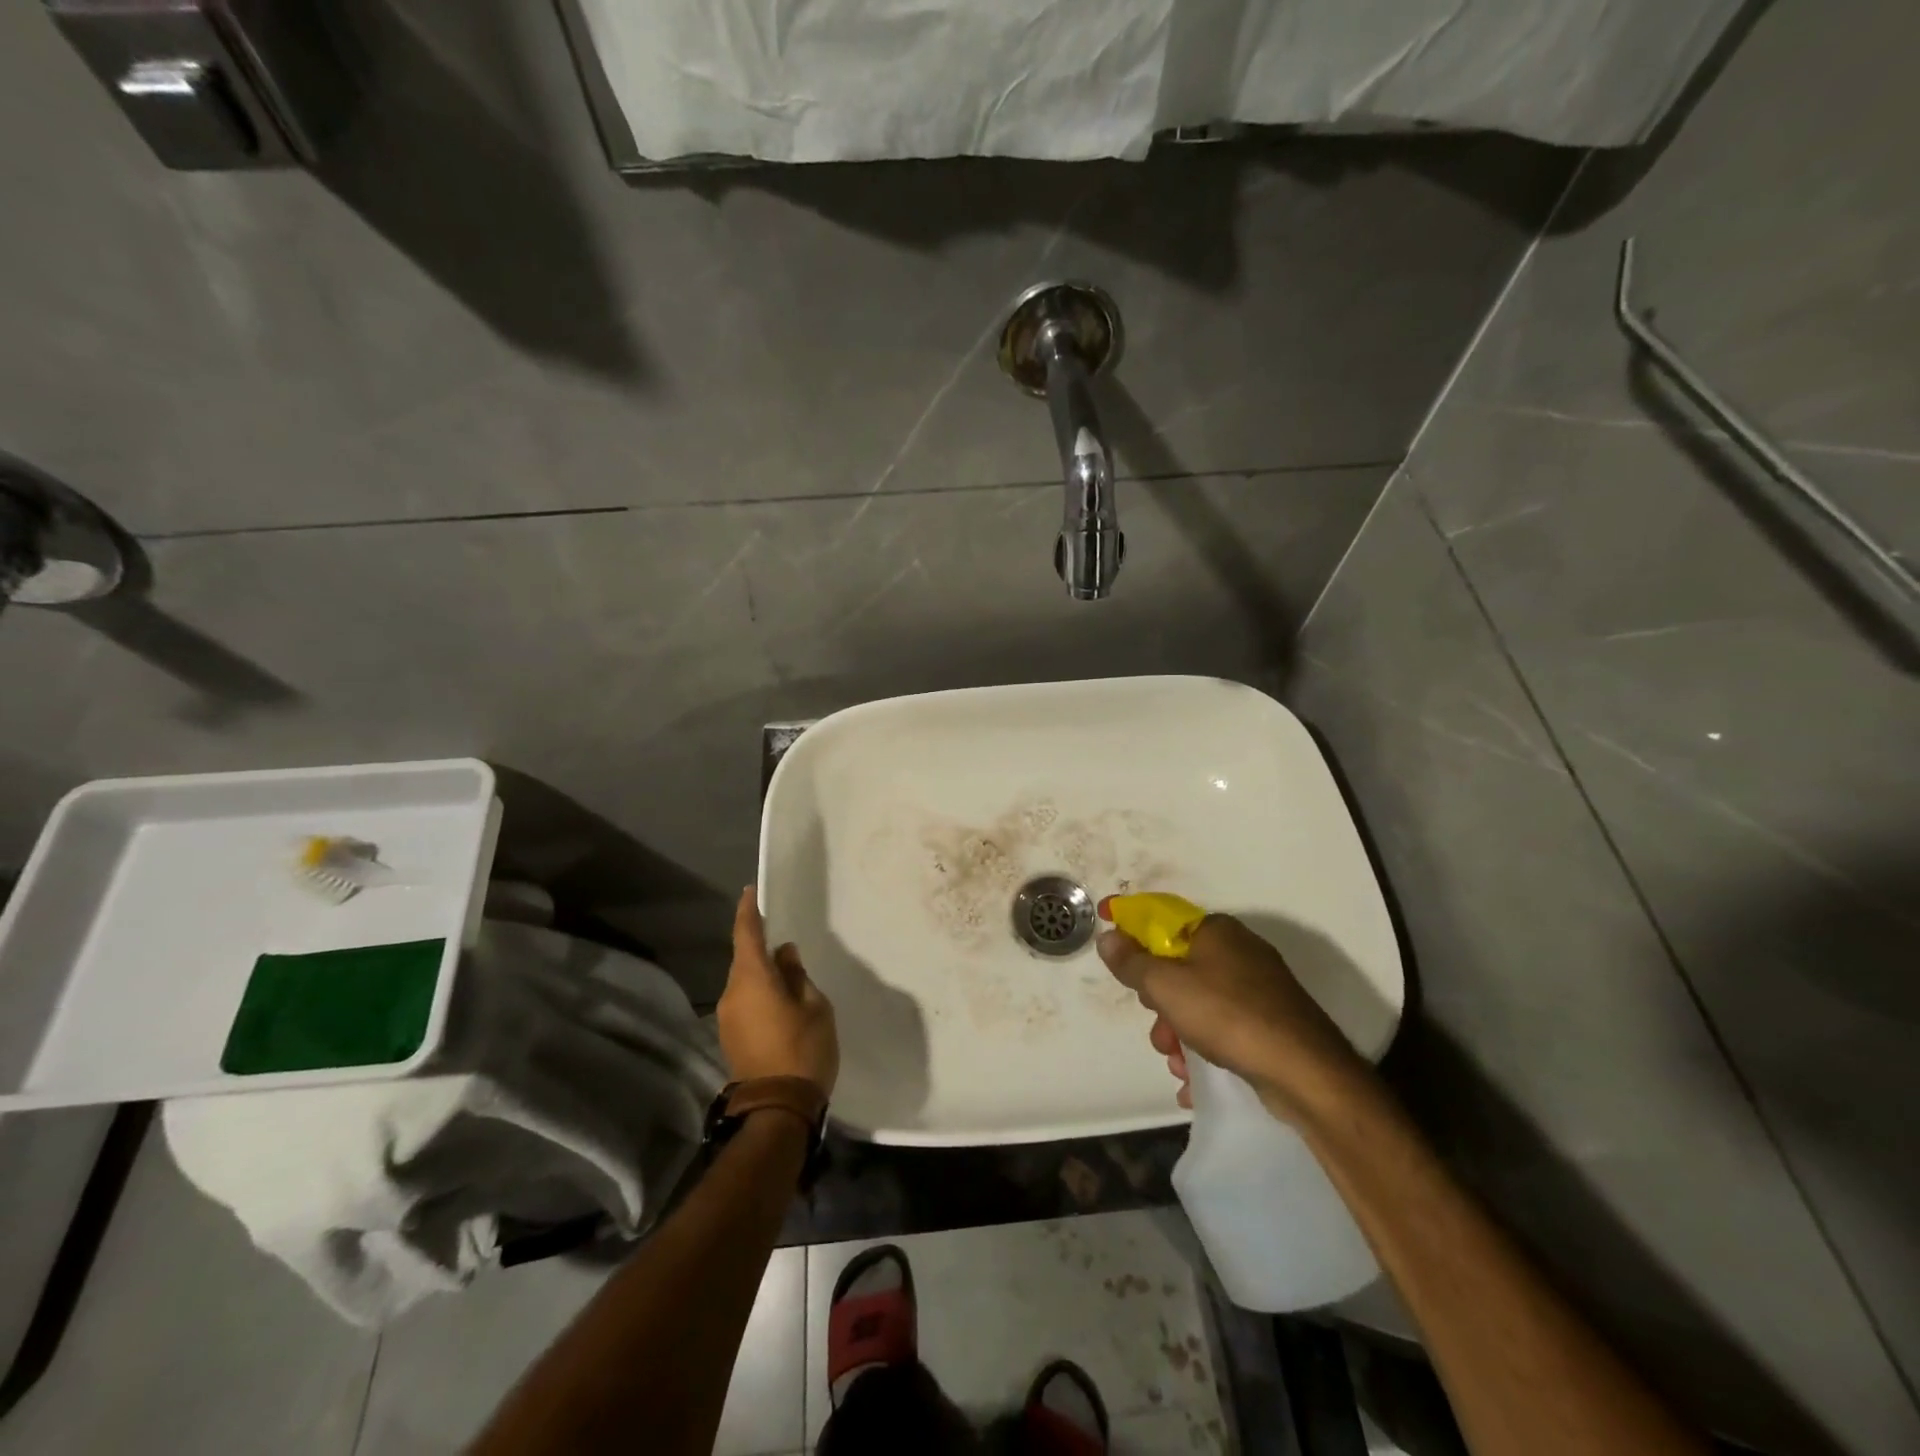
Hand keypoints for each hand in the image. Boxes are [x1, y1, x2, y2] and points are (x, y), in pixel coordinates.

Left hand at [718, 888, 839, 1094]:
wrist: (777, 1109)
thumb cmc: (803, 1049)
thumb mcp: (814, 1006)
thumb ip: (797, 976)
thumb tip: (784, 956)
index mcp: (752, 979)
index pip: (746, 934)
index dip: (748, 911)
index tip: (751, 892)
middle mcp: (732, 993)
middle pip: (744, 959)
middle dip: (761, 947)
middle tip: (785, 943)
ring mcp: (728, 1018)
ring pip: (745, 982)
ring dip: (762, 974)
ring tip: (789, 976)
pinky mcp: (731, 1037)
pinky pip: (745, 1001)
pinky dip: (760, 993)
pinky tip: (780, 1001)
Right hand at [1097, 911, 1371, 1125]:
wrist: (1307, 1073)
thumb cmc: (1228, 1016)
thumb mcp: (1167, 986)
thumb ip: (1132, 962)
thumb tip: (1109, 937)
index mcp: (1216, 931)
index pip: (1161, 915)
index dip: (1130, 922)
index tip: (1106, 930)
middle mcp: (1239, 951)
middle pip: (1178, 964)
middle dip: (1157, 997)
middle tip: (1153, 1020)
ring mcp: (1259, 988)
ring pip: (1199, 1000)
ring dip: (1178, 1030)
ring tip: (1175, 1061)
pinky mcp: (1271, 1022)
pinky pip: (1223, 1026)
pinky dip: (1204, 1047)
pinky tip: (1194, 1077)